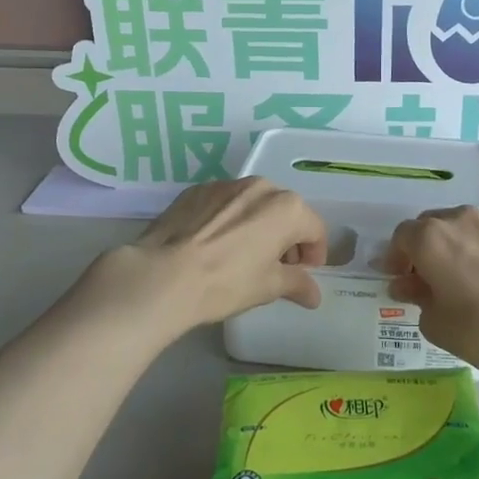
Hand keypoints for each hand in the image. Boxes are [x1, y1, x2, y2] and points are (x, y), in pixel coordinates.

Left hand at [91, 178, 327, 332]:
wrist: (163, 276)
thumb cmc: (226, 282)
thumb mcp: (268, 287)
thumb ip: (297, 284)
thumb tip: (314, 294)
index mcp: (287, 208)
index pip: (315, 230)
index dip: (314, 255)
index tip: (303, 274)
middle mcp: (261, 187)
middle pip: (285, 212)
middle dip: (286, 238)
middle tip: (275, 266)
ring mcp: (226, 184)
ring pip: (254, 204)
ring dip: (257, 225)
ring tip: (242, 255)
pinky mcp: (196, 190)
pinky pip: (224, 203)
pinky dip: (228, 219)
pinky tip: (213, 245)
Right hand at [385, 208, 478, 383]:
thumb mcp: (435, 322)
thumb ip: (416, 295)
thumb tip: (408, 285)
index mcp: (430, 237)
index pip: (401, 237)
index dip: (395, 258)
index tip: (396, 278)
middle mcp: (459, 218)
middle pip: (430, 226)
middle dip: (422, 249)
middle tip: (424, 278)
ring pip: (461, 227)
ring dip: (452, 246)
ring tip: (458, 277)